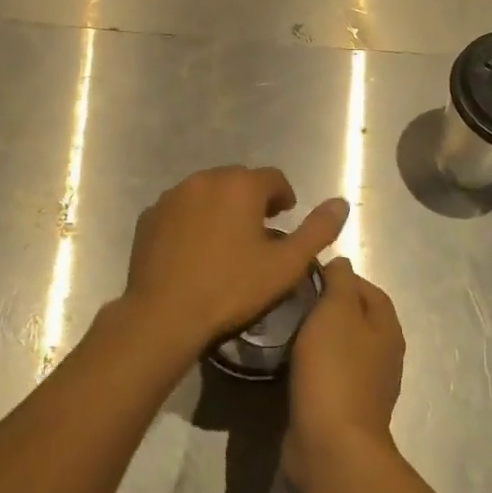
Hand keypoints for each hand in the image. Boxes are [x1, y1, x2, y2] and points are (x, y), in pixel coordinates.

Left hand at [121, 166, 347, 357]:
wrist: (164, 314)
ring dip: (221, 207)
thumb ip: (317, 231)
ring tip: (227, 240)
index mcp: (241, 185)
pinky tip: (195, 249)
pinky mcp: (150, 215)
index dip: (283, 197)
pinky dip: (192, 219)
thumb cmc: (231, 289)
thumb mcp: (285, 265)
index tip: (284, 218)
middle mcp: (205, 179)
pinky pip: (180, 208)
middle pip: (238, 181)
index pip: (273, 178)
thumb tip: (341, 203)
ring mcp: (173, 195)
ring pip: (207, 192)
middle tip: (259, 232)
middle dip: (252, 200)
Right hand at [284, 257, 404, 489]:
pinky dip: (312, 365)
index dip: (340, 277)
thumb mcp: (336, 310)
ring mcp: (366, 386)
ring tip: (286, 328)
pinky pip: (329, 375)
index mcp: (387, 329)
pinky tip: (289, 364)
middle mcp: (384, 355)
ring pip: (341, 347)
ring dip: (318, 337)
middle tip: (292, 300)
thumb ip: (340, 281)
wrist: (332, 446)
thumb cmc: (335, 369)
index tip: (306, 276)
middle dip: (327, 306)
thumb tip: (342, 263)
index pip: (368, 288)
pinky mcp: (345, 409)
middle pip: (356, 317)